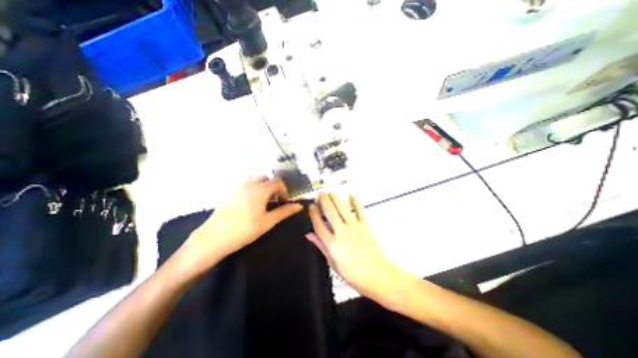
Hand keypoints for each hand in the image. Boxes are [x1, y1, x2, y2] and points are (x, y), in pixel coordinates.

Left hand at [176, 177, 302, 273]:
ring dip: (262, 187)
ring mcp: (237, 186)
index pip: (278, 182)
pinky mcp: (229, 191)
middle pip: (266, 178)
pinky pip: (245, 184)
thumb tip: (299, 206)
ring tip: (262, 203)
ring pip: (255, 180)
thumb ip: (285, 211)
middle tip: (273, 202)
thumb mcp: (268, 221)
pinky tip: (249, 204)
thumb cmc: (245, 229)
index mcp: (260, 189)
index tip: (284, 202)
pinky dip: (252, 189)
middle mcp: (249, 183)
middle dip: (273, 187)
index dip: (284, 190)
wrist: (214, 237)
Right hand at [306, 194, 400, 297]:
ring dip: (336, 199)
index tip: (311, 206)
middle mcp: (342, 233)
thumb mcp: (332, 263)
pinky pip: (359, 211)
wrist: (376, 275)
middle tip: (320, 193)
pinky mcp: (365, 226)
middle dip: (324, 201)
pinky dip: (355, 201)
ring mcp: (354, 228)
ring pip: (343, 209)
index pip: (319, 225)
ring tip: (331, 192)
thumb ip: (321, 246)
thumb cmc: (354, 273)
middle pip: (330, 213)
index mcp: (332, 244)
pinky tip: (351, 194)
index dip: (314, 214)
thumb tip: (309, 235)